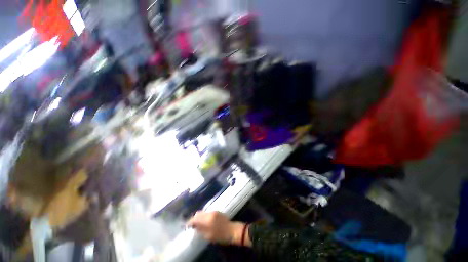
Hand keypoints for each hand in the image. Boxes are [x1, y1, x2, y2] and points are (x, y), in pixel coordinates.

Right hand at [187, 211, 249, 245]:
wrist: (232, 230)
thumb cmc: (220, 235)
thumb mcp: (208, 235)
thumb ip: (200, 229)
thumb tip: (194, 226)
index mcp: (207, 219)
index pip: (195, 218)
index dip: (190, 221)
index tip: (186, 225)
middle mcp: (210, 213)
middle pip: (199, 213)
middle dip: (194, 218)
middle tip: (192, 225)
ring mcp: (214, 211)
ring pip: (203, 212)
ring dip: (199, 217)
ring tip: (197, 224)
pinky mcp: (217, 212)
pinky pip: (207, 212)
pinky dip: (204, 216)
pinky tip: (204, 221)